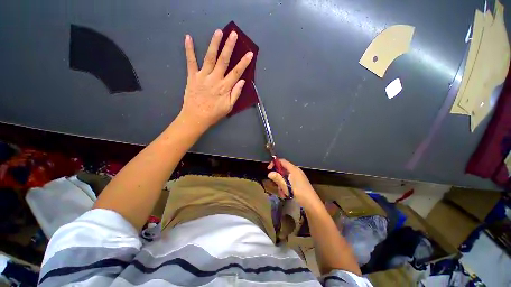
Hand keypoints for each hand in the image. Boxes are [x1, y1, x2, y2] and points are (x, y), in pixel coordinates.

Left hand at [179, 30, 252, 130]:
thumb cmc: (214, 113)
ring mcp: (203, 76)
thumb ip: (235, 94)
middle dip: (229, 47)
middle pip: (223, 60)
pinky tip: (188, 38)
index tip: (249, 53)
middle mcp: (215, 79)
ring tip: (218, 32)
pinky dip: (189, 50)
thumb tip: (242, 81)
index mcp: (225, 87)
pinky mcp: (192, 76)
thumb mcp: (229, 107)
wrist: (196, 117)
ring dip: (214, 44)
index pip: (236, 72)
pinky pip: (191, 61)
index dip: (243, 62)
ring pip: (209, 57)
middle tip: (233, 34)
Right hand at [267, 159, 321, 210]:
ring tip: (283, 193)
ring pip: (285, 177)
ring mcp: (298, 177)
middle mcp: (296, 171)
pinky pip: (289, 181)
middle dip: (278, 177)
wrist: (312, 204)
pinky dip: (286, 187)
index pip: (282, 161)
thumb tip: (269, 173)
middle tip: (276, 185)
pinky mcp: (299, 183)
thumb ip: (277, 179)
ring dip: (281, 184)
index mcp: (293, 169)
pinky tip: (286, 195)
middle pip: (283, 170)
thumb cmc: (299, 193)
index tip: (268, 169)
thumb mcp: (286, 186)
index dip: (274, 163)